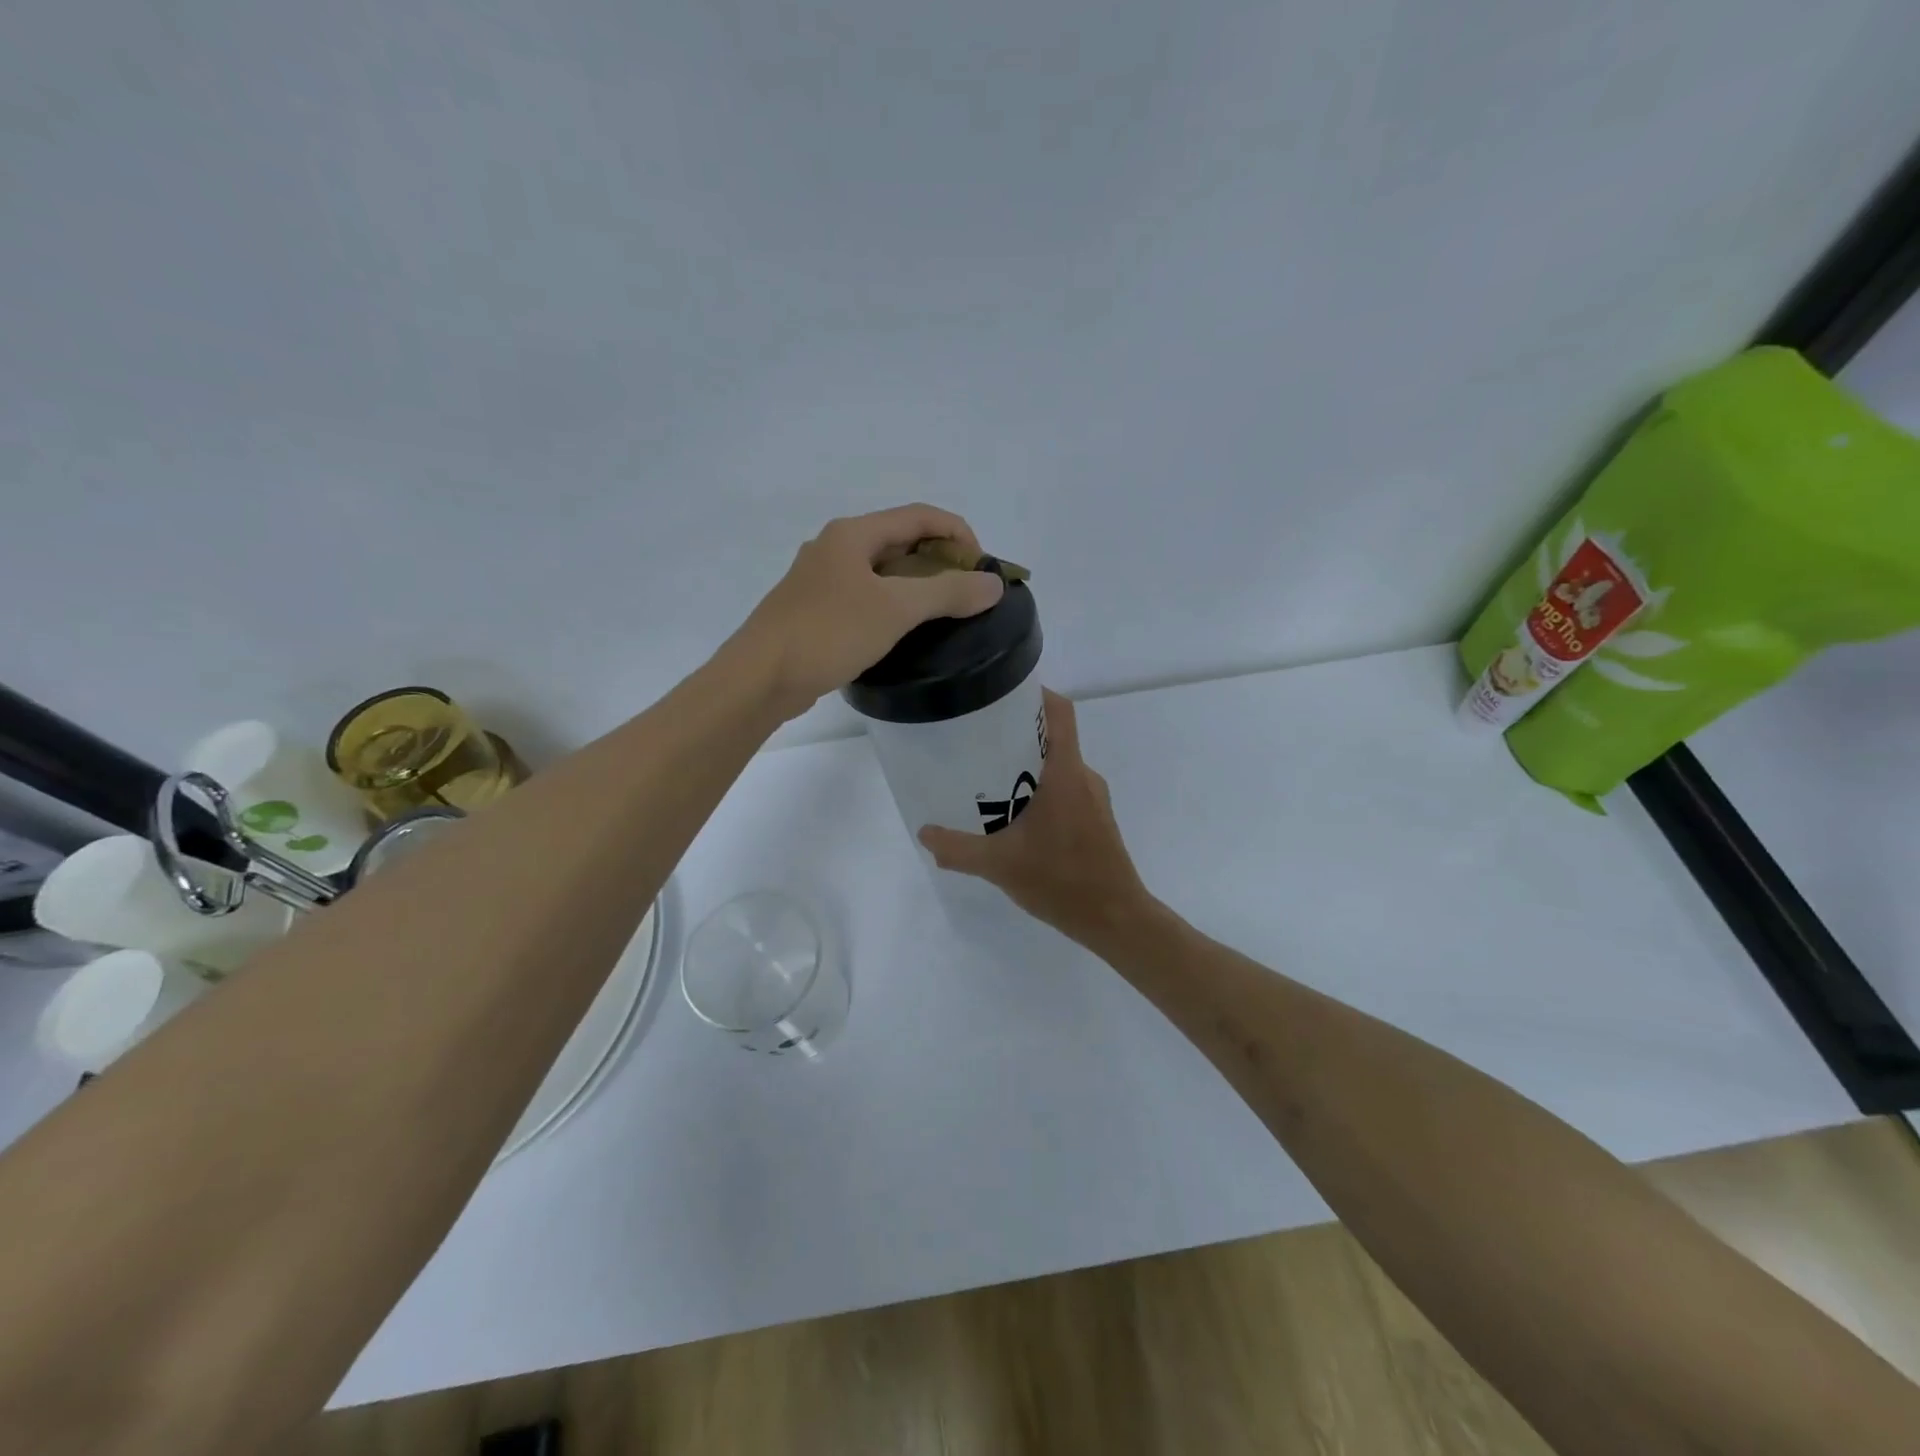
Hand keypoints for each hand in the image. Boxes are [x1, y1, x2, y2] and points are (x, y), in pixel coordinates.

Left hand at [731, 505, 1004, 719]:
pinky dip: (893, 605)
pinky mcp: (816, 611)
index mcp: (852, 534)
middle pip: (901, 540)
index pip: (919, 516)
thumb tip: (993, 584)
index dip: (958, 534)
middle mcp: (835, 548)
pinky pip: (866, 597)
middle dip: (940, 560)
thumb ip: (947, 592)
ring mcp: (821, 580)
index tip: (983, 568)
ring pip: (882, 571)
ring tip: (944, 612)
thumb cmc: (828, 633)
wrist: (760, 678)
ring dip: (917, 584)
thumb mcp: (895, 609)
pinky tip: (904, 631)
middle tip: (968, 592)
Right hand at [919, 690, 1158, 950]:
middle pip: (1053, 737)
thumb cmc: (1062, 880)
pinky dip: (1040, 790)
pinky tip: (1014, 817)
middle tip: (978, 739)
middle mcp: (1083, 777)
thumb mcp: (1000, 865)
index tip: (1002, 693)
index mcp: (1066, 773)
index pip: (1061, 712)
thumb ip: (958, 849)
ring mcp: (1093, 800)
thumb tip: (925, 834)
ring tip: (989, 777)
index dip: (1037, 694)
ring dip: (1027, 766)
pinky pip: (1065, 790)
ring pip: (1058, 767)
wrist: (1116, 919)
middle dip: (1017, 734)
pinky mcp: (1096, 821)